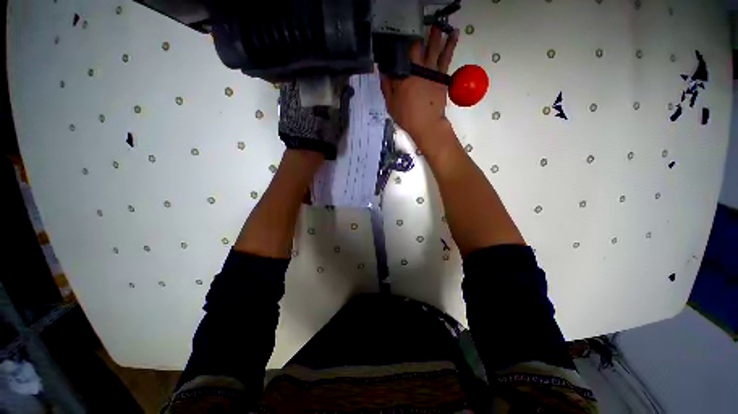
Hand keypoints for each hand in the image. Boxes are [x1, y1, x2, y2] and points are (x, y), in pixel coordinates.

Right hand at [380, 27, 458, 145]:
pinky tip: (454, 34)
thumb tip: (383, 72)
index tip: (394, 50)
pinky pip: (446, 56)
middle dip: (414, 41)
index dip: (396, 52)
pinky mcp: (442, 75)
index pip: (397, 58)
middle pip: (415, 48)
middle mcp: (417, 69)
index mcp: (403, 77)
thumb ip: (386, 88)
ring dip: (435, 34)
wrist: (427, 124)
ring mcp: (431, 71)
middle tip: (415, 36)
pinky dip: (450, 44)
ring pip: (433, 47)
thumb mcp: (391, 105)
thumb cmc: (407, 117)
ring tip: (438, 24)